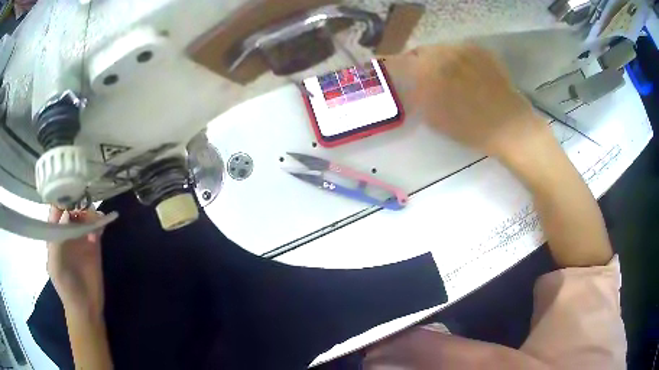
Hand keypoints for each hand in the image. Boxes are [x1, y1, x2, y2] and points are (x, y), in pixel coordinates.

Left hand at [47, 207, 105, 315]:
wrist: (85, 308)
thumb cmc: (66, 288)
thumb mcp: (55, 266)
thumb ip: (56, 241)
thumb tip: (65, 213)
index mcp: (54, 235)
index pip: (56, 210)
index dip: (61, 198)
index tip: (70, 189)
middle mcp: (67, 232)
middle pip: (72, 209)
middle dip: (78, 203)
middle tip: (84, 208)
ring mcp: (81, 239)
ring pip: (85, 216)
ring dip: (90, 213)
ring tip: (95, 220)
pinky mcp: (94, 245)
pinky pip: (96, 228)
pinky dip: (99, 223)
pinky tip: (102, 226)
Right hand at [384, 44, 550, 160]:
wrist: (510, 127)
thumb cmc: (471, 128)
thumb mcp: (436, 119)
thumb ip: (417, 97)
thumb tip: (408, 84)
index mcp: (430, 71)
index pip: (403, 61)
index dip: (396, 66)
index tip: (396, 73)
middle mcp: (445, 54)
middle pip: (423, 51)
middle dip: (419, 62)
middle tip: (423, 77)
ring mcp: (465, 50)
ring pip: (442, 48)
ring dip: (438, 59)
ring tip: (446, 76)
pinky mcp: (481, 51)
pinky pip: (460, 50)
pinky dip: (456, 58)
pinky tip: (464, 73)